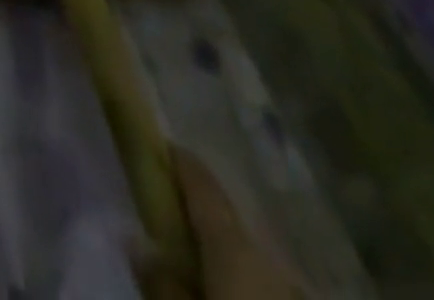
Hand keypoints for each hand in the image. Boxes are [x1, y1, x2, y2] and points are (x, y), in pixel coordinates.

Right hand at [142, 149, 300, 299]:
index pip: (202, 183)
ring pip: (252, 265)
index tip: (157, 148)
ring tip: (198, 273)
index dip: (179, 162)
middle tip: (169, 226)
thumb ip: (161, 284)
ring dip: (225, 263)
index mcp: (236, 249)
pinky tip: (225, 295)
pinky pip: (267, 290)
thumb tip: (138, 240)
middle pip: (228, 226)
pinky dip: (244, 289)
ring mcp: (295, 292)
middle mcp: (271, 262)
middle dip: (200, 222)